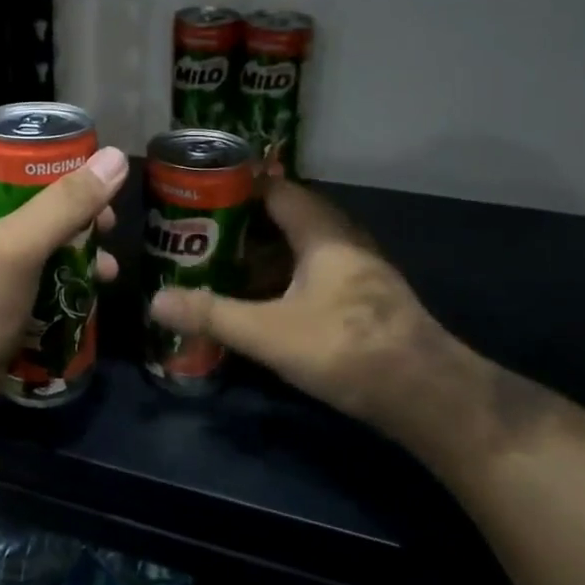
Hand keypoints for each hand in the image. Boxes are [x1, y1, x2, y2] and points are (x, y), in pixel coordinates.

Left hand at [0, 130, 125, 412]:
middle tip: (106, 210)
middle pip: (20, 182)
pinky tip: (95, 281)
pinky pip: (28, 257)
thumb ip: (67, 202)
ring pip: (30, 222)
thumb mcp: (19, 246)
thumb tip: (115, 158)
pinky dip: (59, 263)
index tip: (86, 151)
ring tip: (108, 250)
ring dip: (71, 233)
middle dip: (68, 195)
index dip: (40, 139)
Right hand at [149, 180, 480, 441]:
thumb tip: (155, 301)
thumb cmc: (346, 349)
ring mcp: (360, 271)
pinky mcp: (366, 300)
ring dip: (265, 253)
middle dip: (245, 223)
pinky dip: (286, 277)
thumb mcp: (268, 333)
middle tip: (202, 232)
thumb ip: (212, 315)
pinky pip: (316, 272)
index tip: (201, 193)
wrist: (428, 397)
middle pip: (289, 217)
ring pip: (303, 248)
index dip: (239, 187)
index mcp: (323, 234)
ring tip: (223, 263)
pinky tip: (264, 301)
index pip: (278, 190)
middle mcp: (344, 242)